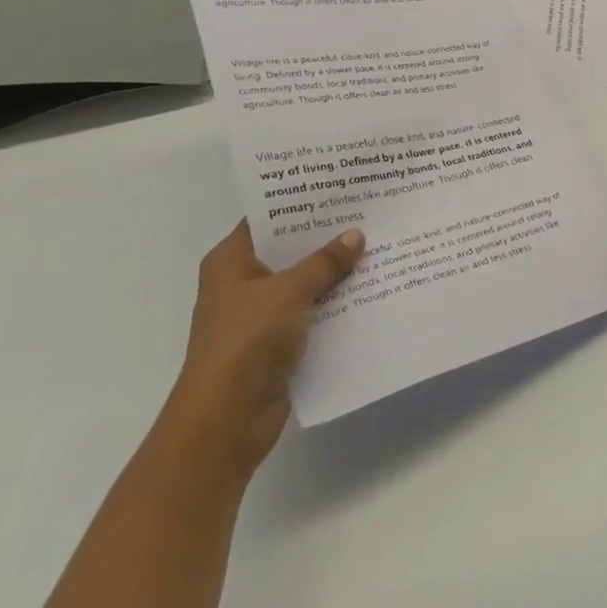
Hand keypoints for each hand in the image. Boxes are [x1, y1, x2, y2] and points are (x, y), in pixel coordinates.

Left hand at [165, 221, 364, 480]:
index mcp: (231, 261)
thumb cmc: (247, 342)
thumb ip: (324, 262)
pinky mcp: (277, 343)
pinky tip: (370, 291)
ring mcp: (259, 314)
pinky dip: (335, 303)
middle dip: (327, 237)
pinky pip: (311, 312)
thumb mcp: (289, 292)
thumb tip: (355, 235)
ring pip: (304, 283)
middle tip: (370, 213)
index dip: (302, 203)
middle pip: (289, 250)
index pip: (268, 218)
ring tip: (379, 247)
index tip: (341, 187)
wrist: (227, 419)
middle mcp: (242, 283)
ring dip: (335, 273)